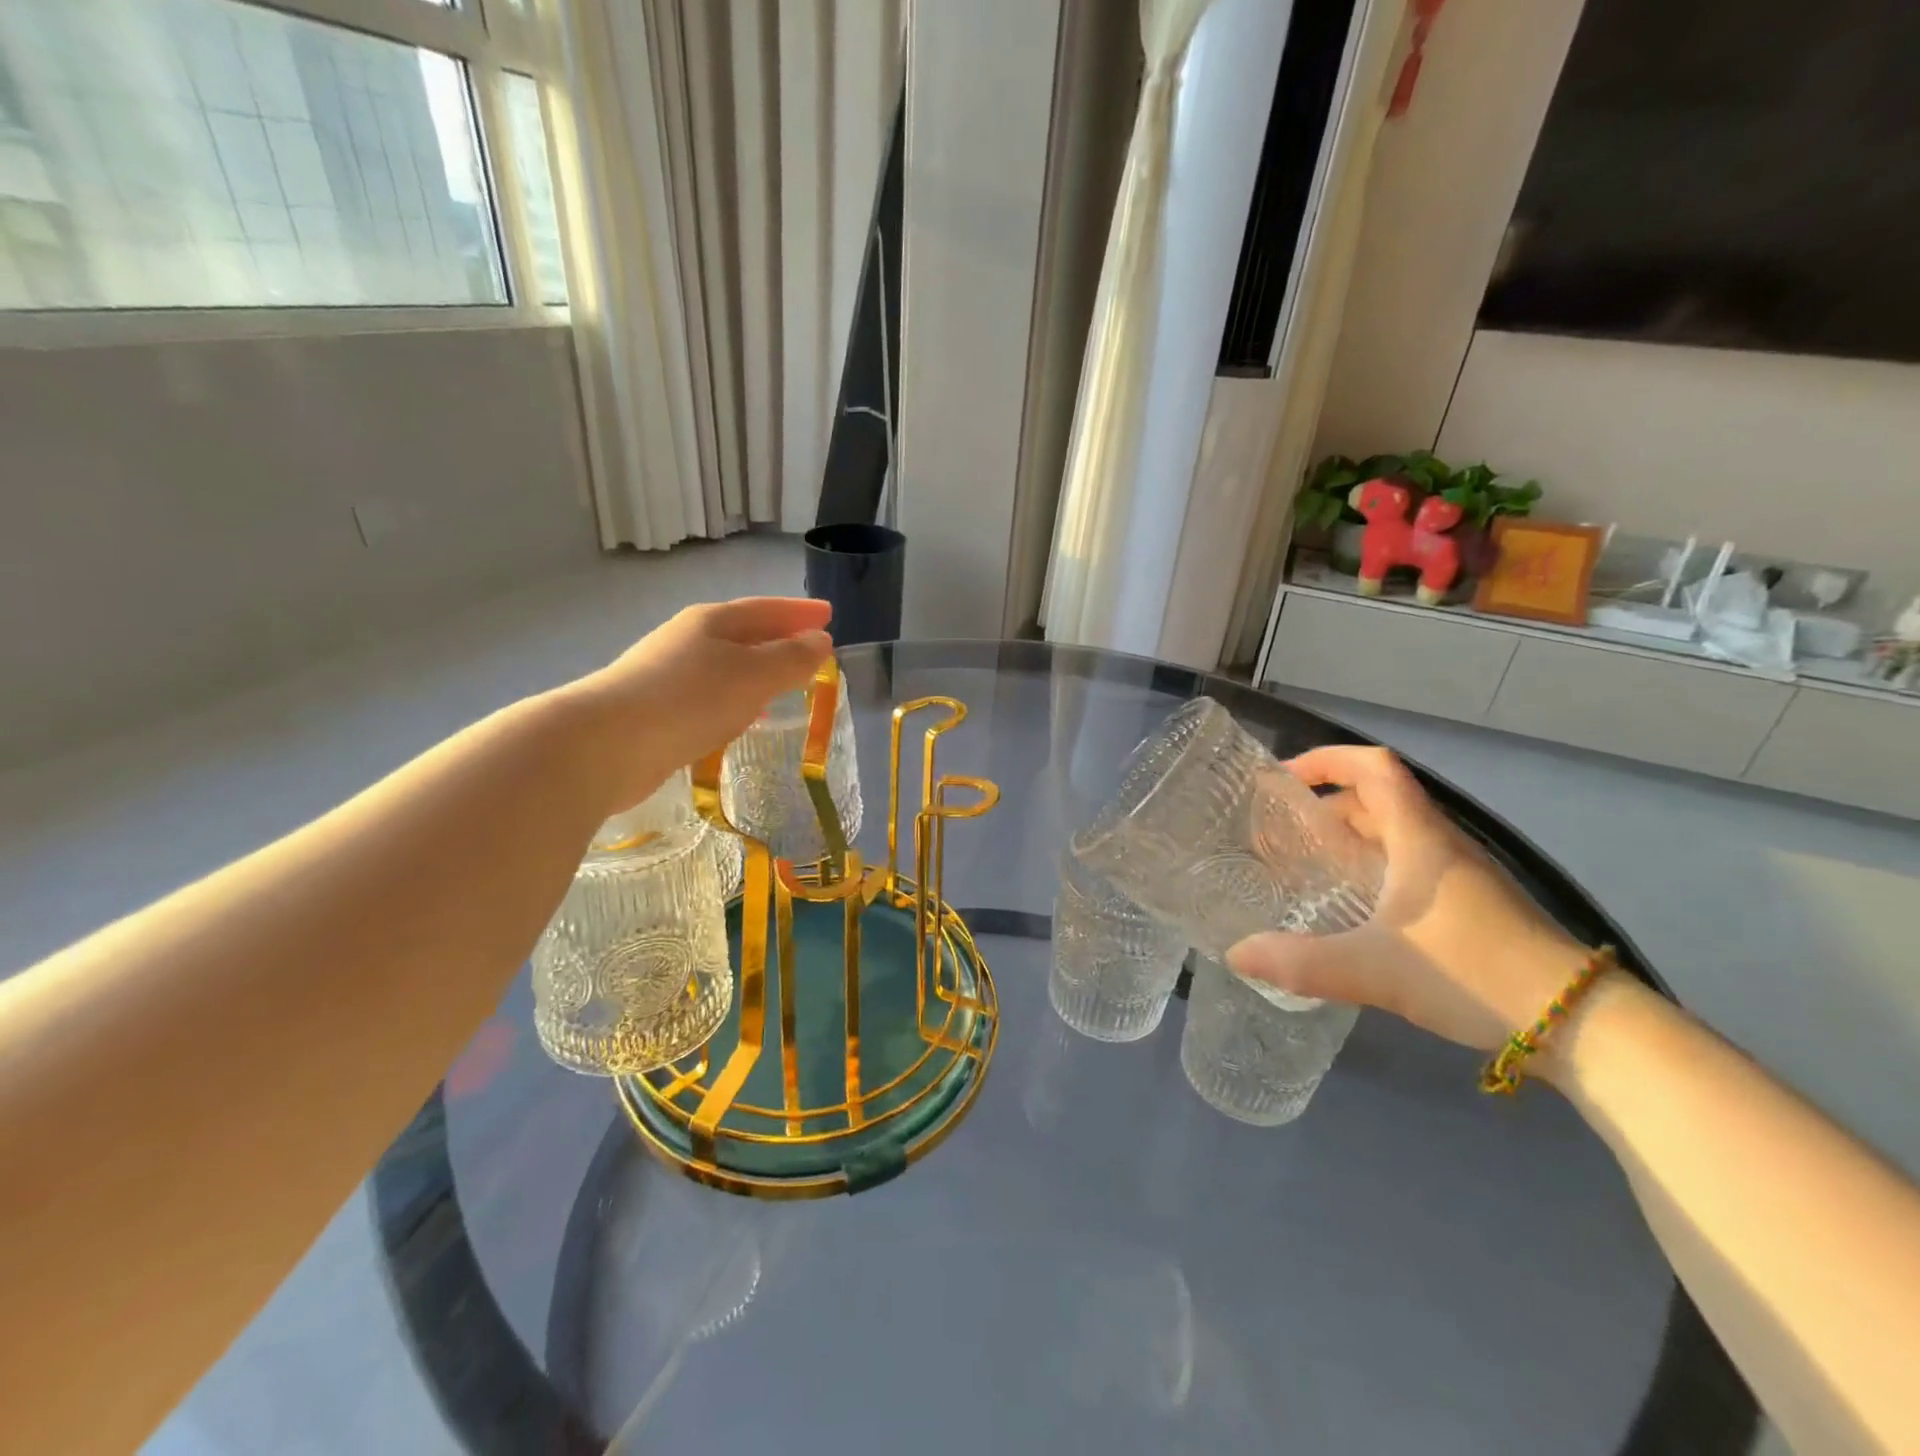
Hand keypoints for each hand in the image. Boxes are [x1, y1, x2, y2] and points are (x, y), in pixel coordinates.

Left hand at [561, 597, 833, 818]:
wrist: (607, 744)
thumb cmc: (690, 700)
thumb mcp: (753, 676)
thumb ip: (791, 659)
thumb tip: (820, 641)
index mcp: (712, 622)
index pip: (766, 609)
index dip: (799, 612)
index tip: (829, 614)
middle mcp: (688, 639)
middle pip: (743, 632)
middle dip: (778, 638)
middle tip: (811, 647)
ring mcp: (667, 673)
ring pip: (726, 665)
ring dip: (757, 670)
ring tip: (784, 684)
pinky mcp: (656, 708)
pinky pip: (710, 694)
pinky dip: (736, 698)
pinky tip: (742, 717)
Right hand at [1227, 745, 1590, 1054]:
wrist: (1580, 1022)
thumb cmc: (1472, 971)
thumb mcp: (1374, 969)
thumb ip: (1300, 962)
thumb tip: (1236, 954)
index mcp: (1419, 837)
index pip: (1374, 767)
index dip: (1327, 760)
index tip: (1285, 779)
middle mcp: (1441, 845)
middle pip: (1379, 800)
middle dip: (1327, 807)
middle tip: (1284, 834)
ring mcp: (1463, 876)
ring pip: (1397, 835)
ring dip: (1352, 839)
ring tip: (1310, 868)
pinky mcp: (1475, 907)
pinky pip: (1412, 866)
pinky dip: (1375, 869)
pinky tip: (1357, 911)